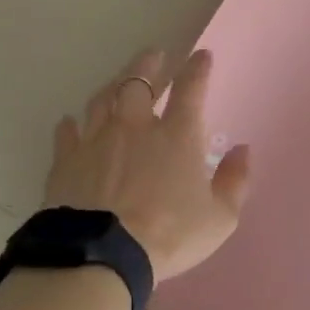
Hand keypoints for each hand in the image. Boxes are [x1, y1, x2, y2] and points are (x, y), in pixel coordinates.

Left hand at [45, 49, 250, 281]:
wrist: (103, 254)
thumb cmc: (169, 235)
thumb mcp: (219, 218)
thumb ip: (234, 181)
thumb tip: (243, 150)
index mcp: (177, 136)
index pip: (191, 89)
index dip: (198, 69)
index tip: (202, 55)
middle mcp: (135, 127)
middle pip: (139, 82)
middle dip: (149, 65)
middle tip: (154, 55)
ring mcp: (96, 140)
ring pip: (102, 99)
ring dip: (113, 85)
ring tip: (118, 81)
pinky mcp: (66, 160)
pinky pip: (67, 132)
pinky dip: (71, 125)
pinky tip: (70, 122)